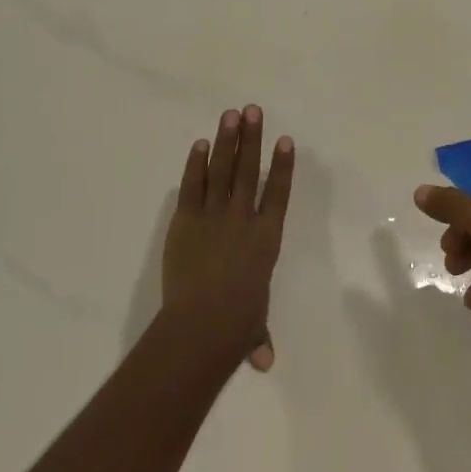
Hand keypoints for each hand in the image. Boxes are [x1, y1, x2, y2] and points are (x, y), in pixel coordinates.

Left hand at [163, 106, 294, 371]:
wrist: (203, 323)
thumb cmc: (236, 325)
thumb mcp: (252, 327)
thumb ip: (258, 335)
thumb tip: (265, 361)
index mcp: (266, 238)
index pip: (278, 193)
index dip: (282, 165)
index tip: (284, 139)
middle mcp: (243, 218)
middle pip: (250, 170)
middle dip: (252, 139)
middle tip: (254, 110)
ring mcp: (214, 216)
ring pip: (223, 170)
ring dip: (228, 141)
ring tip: (232, 114)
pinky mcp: (186, 220)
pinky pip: (193, 186)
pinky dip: (197, 164)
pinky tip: (201, 144)